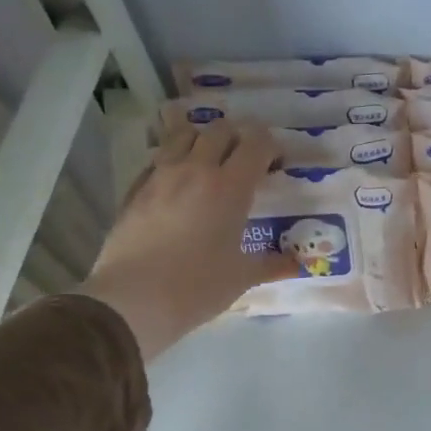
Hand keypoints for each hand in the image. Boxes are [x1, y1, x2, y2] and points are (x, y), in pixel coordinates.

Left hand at [80, 122, 296, 364]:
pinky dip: (173, 160)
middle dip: (238, 137)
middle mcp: (195, 170)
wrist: (132, 300)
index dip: (271, 146)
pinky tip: (177, 185)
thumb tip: (298, 265)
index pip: (256, 143)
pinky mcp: (134, 189)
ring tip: (210, 163)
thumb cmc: (197, 287)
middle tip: (246, 161)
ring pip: (183, 135)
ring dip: (202, 140)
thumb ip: (273, 264)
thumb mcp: (242, 277)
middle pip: (220, 130)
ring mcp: (160, 176)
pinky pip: (158, 159)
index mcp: (230, 187)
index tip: (276, 165)